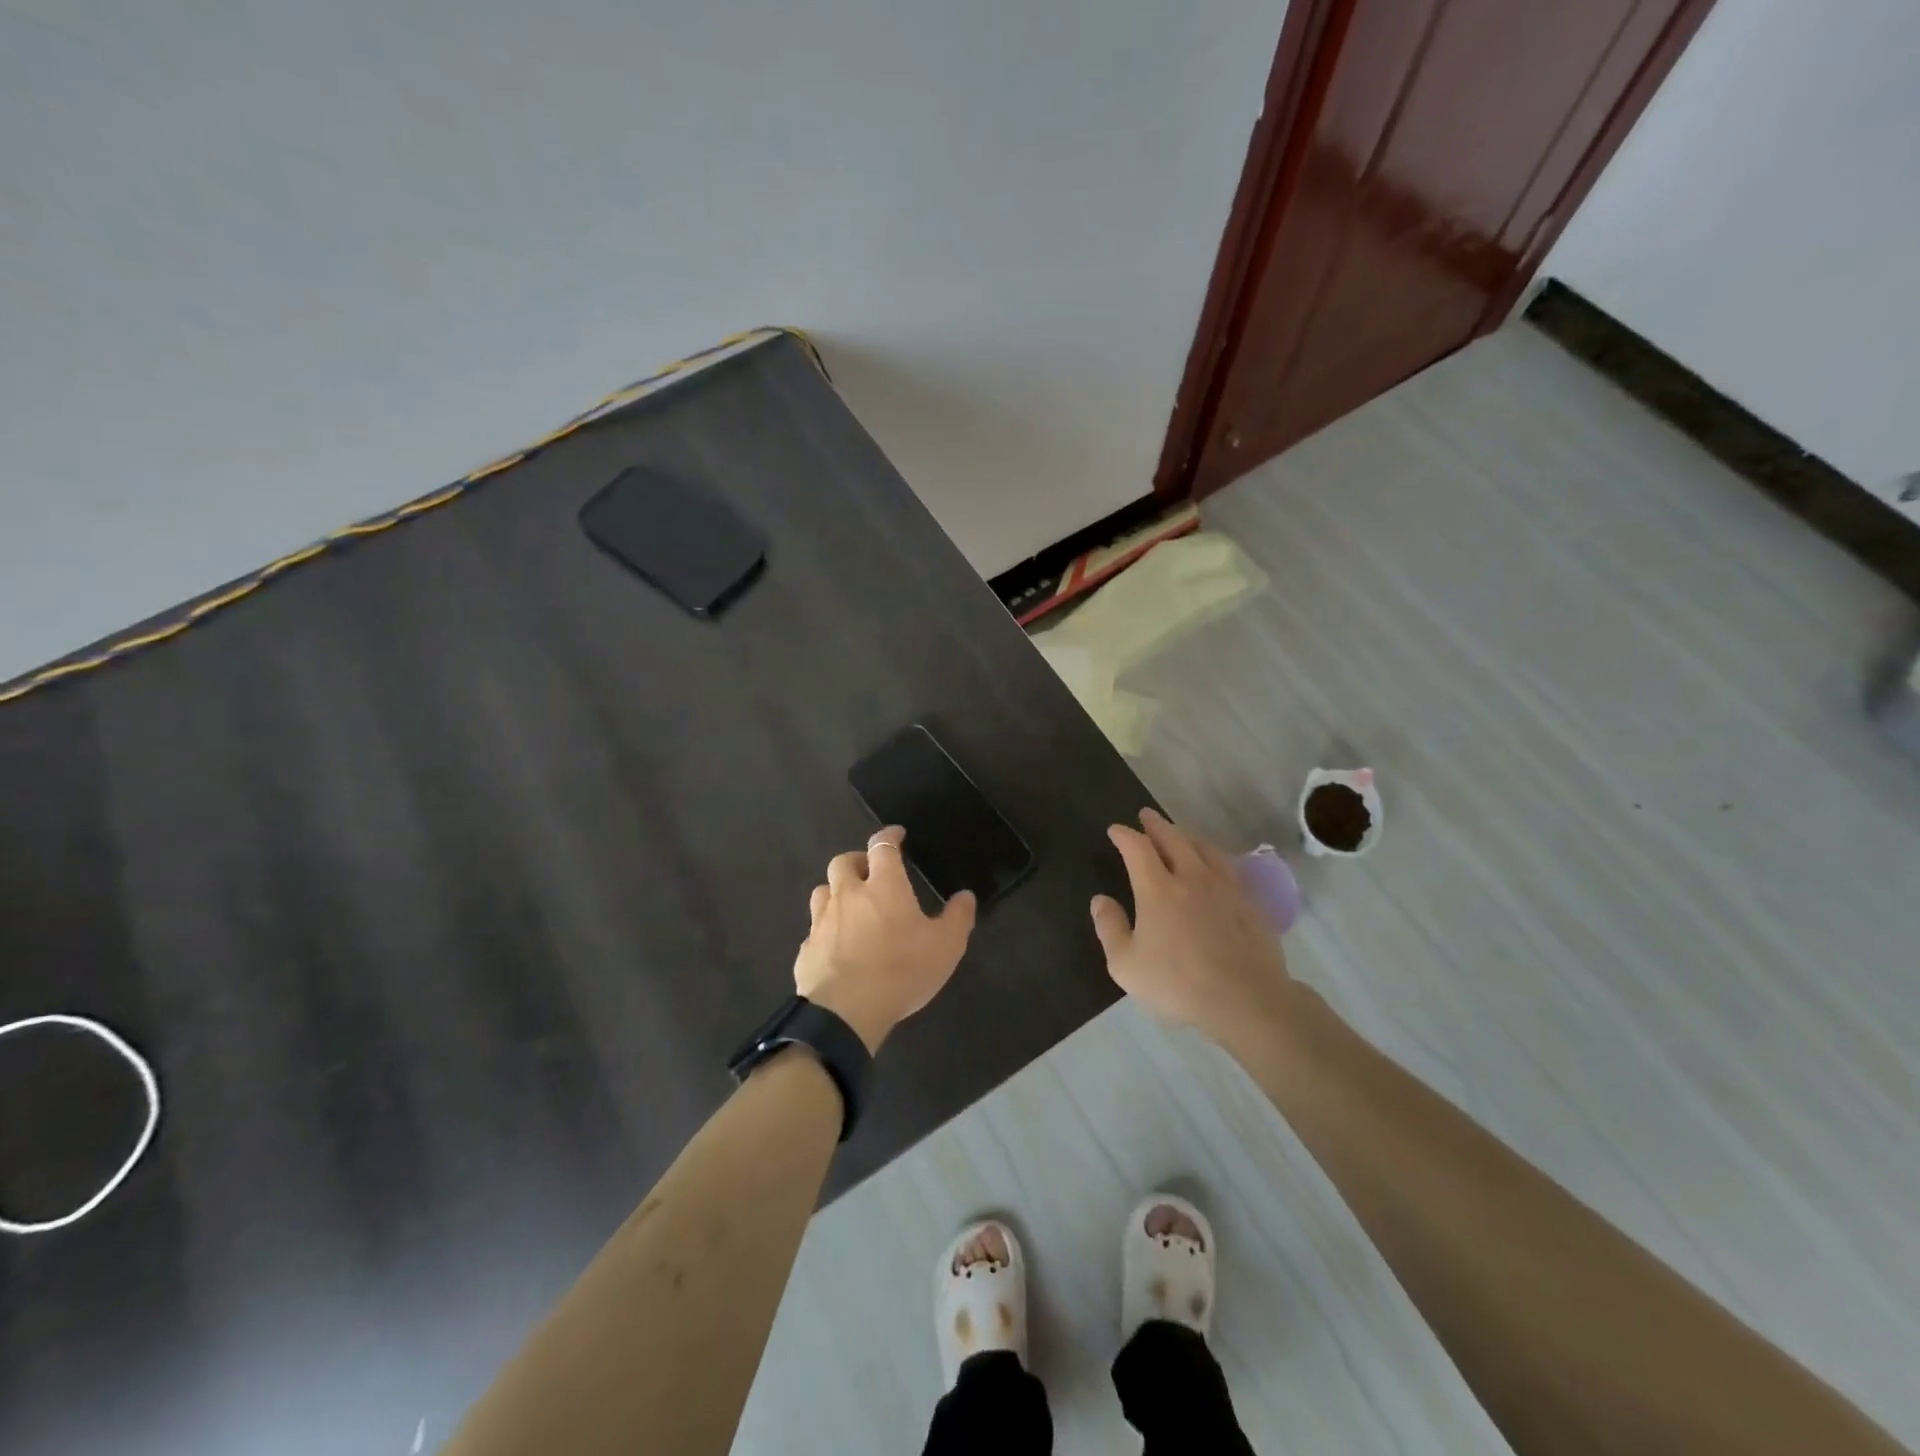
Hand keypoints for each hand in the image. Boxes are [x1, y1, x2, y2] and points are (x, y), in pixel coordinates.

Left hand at [794, 826, 977, 1052]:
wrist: (845, 1011)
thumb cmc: (901, 970)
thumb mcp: (945, 946)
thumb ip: (958, 918)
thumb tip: (966, 896)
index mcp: (883, 886)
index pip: (882, 847)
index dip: (889, 836)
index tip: (896, 834)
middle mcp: (848, 894)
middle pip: (843, 862)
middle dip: (856, 861)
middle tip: (869, 871)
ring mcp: (822, 920)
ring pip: (823, 891)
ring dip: (836, 891)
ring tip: (850, 905)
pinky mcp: (806, 948)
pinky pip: (815, 929)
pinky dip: (826, 929)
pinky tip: (836, 945)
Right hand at [1091, 808, 1294, 1045]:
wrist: (1246, 1000)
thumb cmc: (1178, 984)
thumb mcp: (1126, 964)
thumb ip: (1109, 928)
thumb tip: (1100, 900)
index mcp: (1157, 889)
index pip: (1137, 848)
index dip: (1124, 835)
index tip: (1115, 830)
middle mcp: (1191, 877)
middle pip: (1173, 839)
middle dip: (1156, 824)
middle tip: (1146, 815)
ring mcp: (1225, 888)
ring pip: (1204, 848)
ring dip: (1186, 836)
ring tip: (1179, 834)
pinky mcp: (1249, 903)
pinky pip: (1228, 867)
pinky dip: (1213, 856)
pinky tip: (1215, 865)